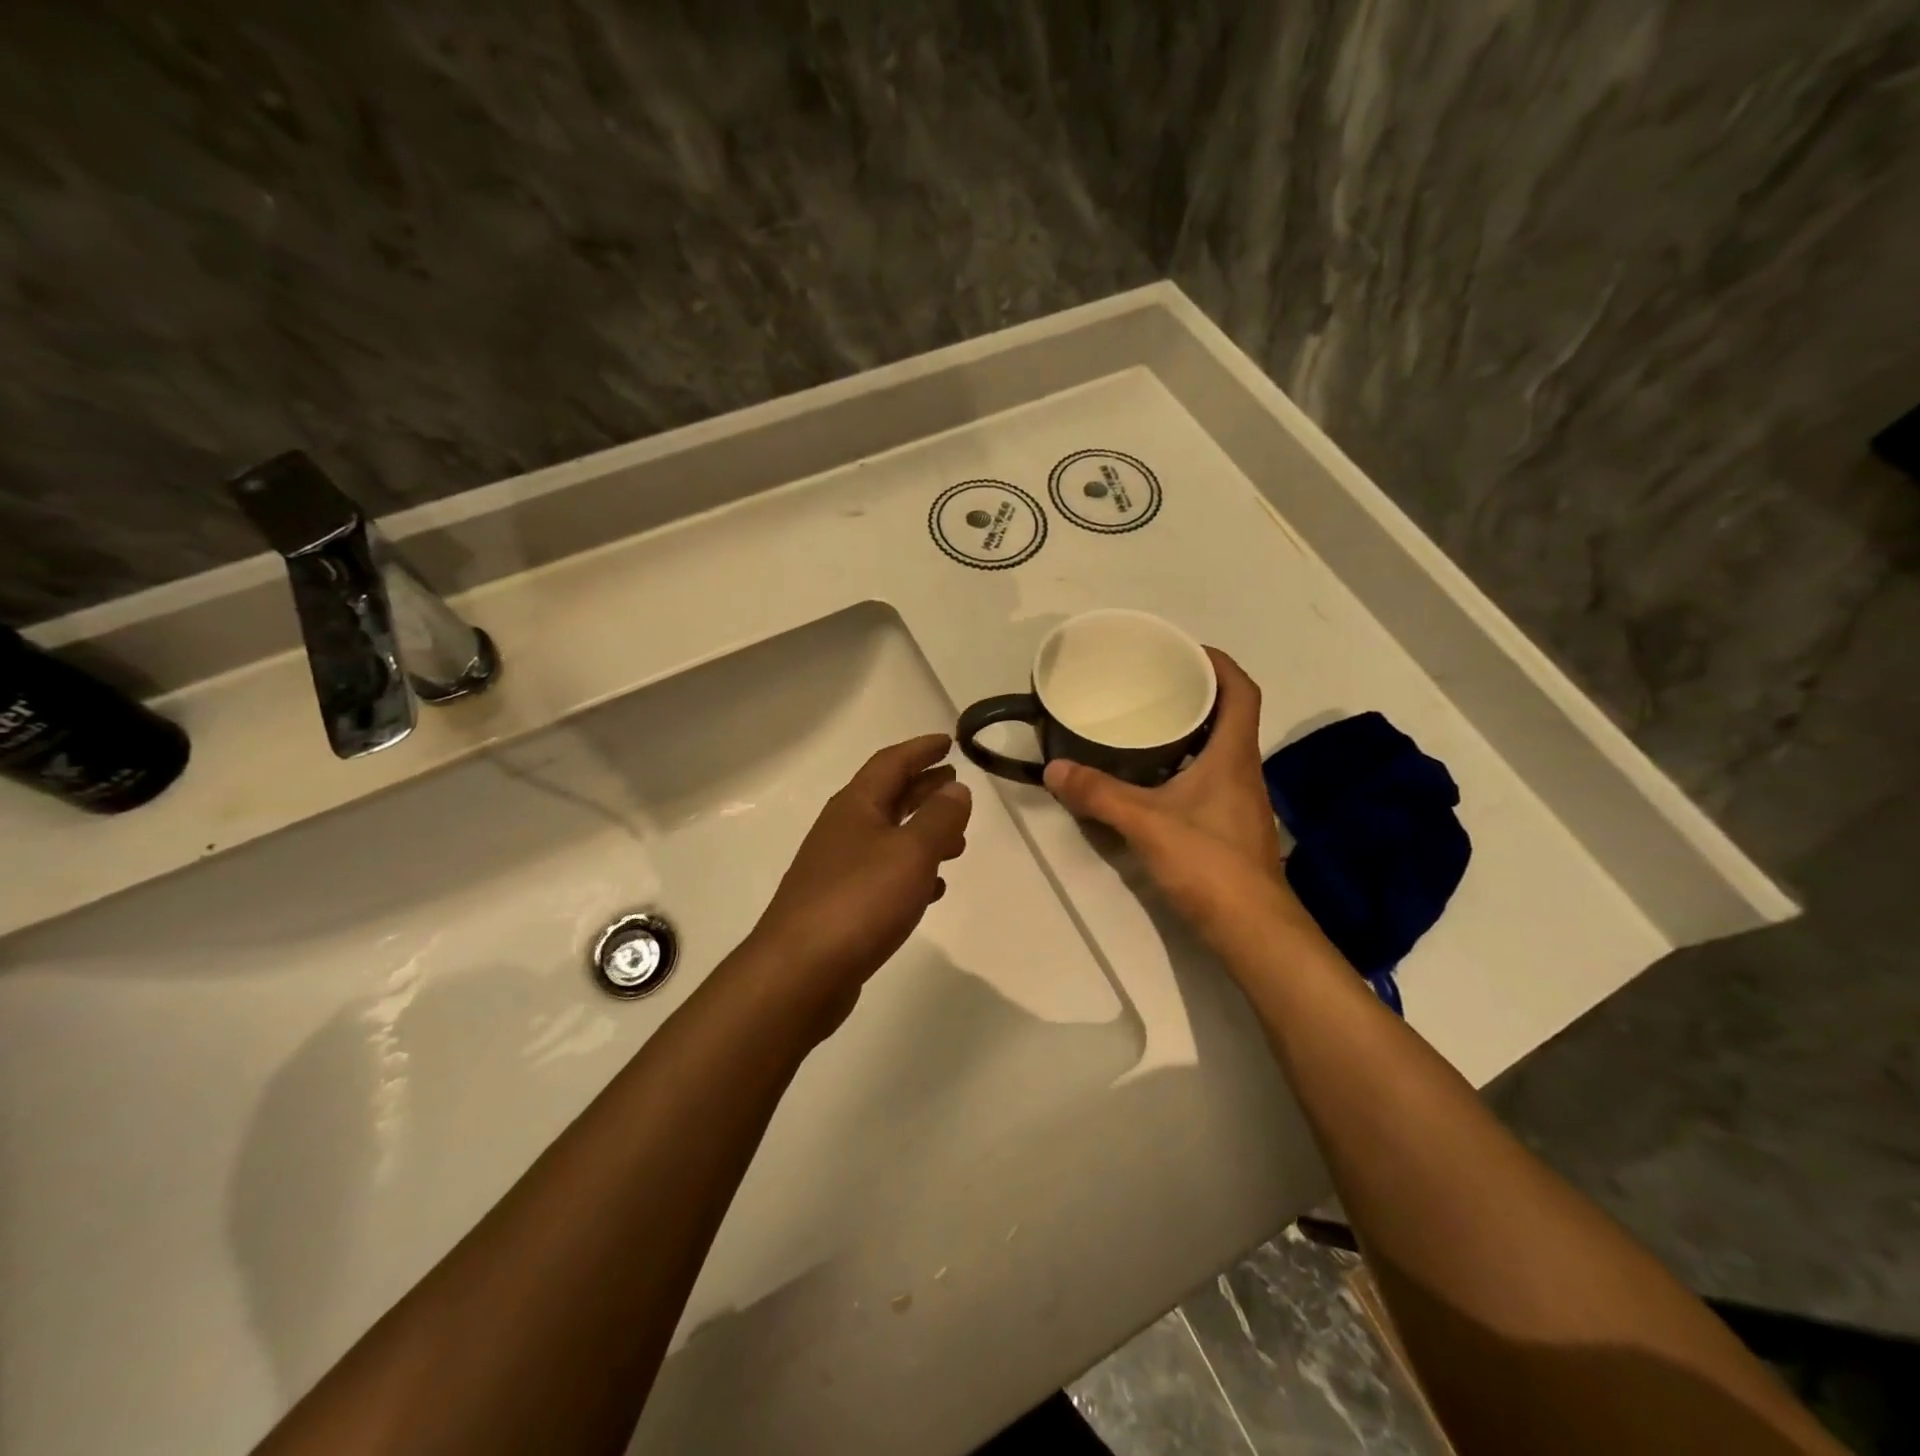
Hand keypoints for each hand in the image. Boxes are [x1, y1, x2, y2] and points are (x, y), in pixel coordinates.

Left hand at [741, 733, 971, 1034]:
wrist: (799, 972)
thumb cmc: (859, 901)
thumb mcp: (911, 852)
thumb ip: (938, 818)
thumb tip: (956, 789)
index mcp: (856, 807)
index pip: (891, 763)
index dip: (921, 750)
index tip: (948, 742)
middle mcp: (843, 831)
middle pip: (888, 798)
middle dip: (923, 789)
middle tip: (955, 785)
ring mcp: (838, 869)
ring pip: (888, 838)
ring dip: (922, 833)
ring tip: (958, 841)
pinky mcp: (840, 906)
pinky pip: (883, 876)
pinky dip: (911, 873)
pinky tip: (932, 888)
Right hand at [1044, 649, 1302, 950]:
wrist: (1252, 929)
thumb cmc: (1209, 863)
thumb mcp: (1146, 823)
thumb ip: (1099, 794)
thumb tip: (1054, 769)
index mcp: (1233, 755)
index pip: (1241, 691)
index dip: (1219, 663)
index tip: (1184, 650)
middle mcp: (1242, 770)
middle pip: (1228, 716)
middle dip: (1195, 693)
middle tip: (1151, 684)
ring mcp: (1238, 801)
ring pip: (1218, 749)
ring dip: (1189, 731)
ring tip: (1144, 723)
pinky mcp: (1227, 826)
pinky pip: (1207, 778)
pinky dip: (1182, 766)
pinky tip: (1150, 779)